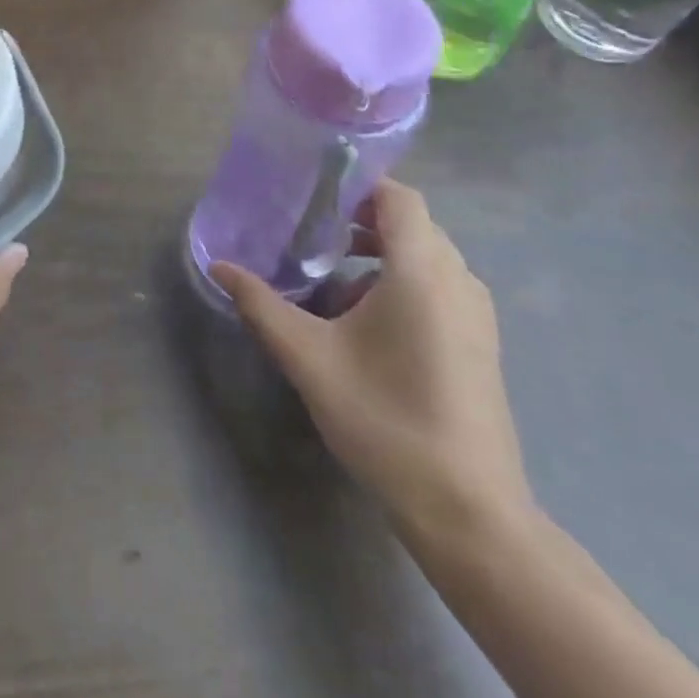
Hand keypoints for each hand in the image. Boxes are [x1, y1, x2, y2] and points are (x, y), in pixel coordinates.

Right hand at [210, 180, 531, 539]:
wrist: (468, 512)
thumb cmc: (385, 420)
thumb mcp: (310, 358)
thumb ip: (261, 305)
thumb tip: (218, 267)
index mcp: (421, 271)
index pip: (398, 197)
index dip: (358, 186)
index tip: (313, 194)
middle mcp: (457, 280)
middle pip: (411, 224)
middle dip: (360, 220)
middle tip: (310, 232)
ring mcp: (476, 313)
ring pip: (425, 257)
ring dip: (379, 254)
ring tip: (329, 275)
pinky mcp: (480, 342)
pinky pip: (438, 286)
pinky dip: (401, 281)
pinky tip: (363, 321)